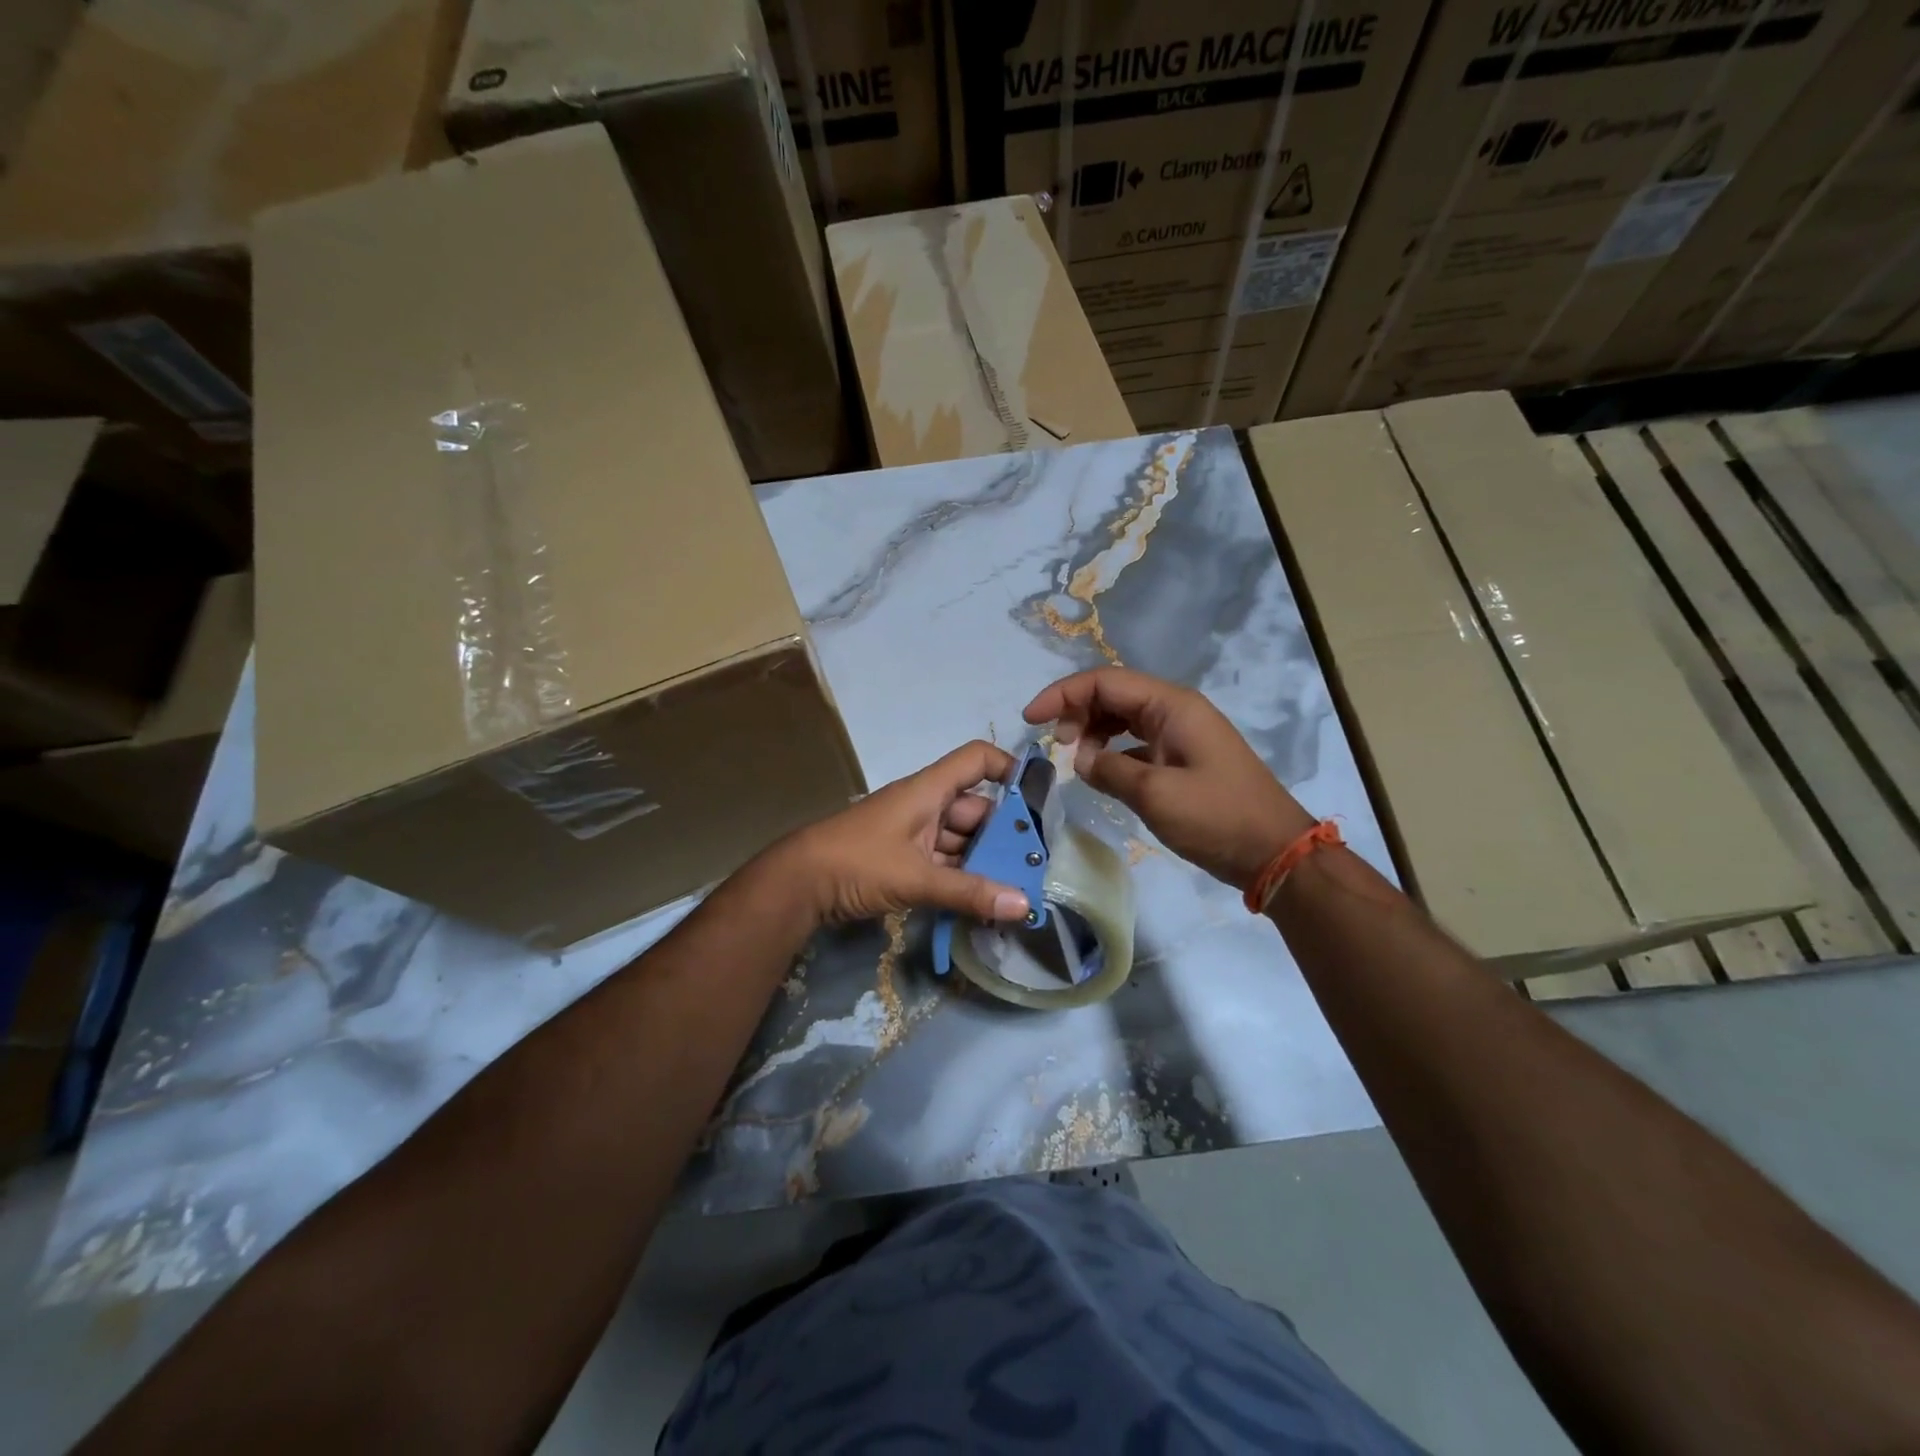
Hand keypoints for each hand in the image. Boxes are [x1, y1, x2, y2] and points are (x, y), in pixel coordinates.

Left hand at [772, 741, 1033, 926]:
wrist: (798, 884)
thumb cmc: (857, 862)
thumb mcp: (915, 877)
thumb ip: (969, 892)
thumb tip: (1024, 906)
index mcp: (929, 790)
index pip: (976, 759)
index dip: (1008, 768)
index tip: (1037, 798)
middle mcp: (926, 806)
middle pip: (977, 809)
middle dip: (1005, 835)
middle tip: (1037, 866)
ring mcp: (914, 834)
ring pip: (962, 841)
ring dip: (986, 862)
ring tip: (1019, 889)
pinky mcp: (904, 860)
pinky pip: (945, 863)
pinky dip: (964, 879)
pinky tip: (986, 902)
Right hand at [1023, 668, 1314, 891]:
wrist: (1274, 852)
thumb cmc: (1217, 817)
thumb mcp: (1155, 794)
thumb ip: (1109, 770)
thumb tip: (1082, 759)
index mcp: (1171, 706)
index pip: (1105, 681)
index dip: (1062, 694)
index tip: (1031, 719)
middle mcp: (1175, 710)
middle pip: (1112, 695)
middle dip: (1076, 712)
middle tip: (1056, 746)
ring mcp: (1180, 734)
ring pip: (1123, 718)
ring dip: (1093, 731)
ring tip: (1076, 760)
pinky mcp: (1182, 759)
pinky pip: (1136, 743)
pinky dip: (1112, 752)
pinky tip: (1100, 774)